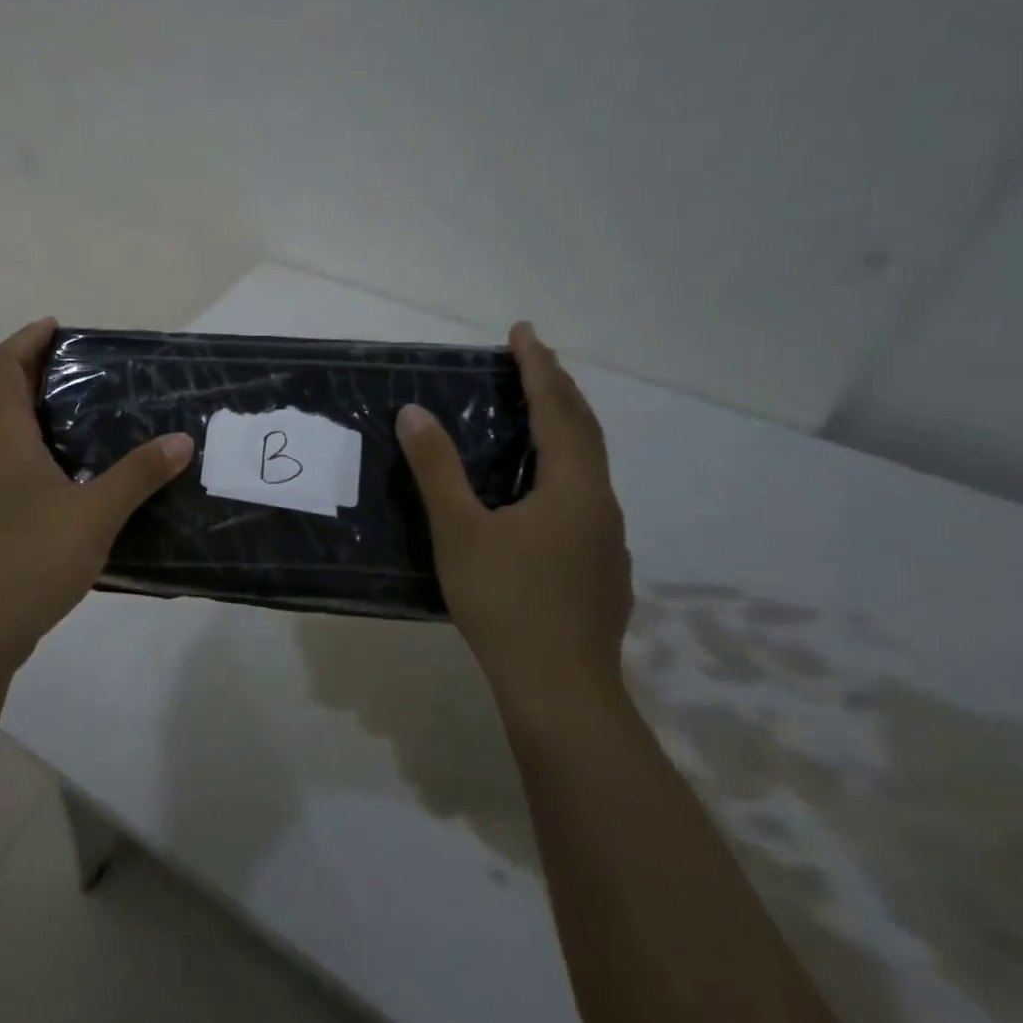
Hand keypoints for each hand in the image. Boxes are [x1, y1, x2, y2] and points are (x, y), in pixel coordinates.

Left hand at [0, 317, 195, 677]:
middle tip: (94, 372)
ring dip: (52, 421)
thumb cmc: (27, 560)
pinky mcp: (1, 525)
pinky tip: (92, 485)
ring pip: (20, 439)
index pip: (2, 366)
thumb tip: (181, 440)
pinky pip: (29, 475)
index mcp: (6, 440)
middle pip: (10, 398)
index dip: (26, 339)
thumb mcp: (94, 514)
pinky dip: (56, 462)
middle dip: (45, 375)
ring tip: (103, 423)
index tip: (59, 327)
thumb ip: (138, 476)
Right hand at [395, 322, 632, 720]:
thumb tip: (415, 412)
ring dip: (566, 429)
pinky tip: (540, 491)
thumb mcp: (459, 531)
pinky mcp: (602, 569)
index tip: (522, 331)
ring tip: (537, 413)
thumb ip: (437, 470)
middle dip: (559, 389)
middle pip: (584, 431)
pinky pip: (584, 497)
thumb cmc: (507, 603)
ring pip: (589, 466)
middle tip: (533, 359)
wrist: (562, 690)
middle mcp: (600, 505)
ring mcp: (607, 540)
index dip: (538, 367)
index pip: (557, 410)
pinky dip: (564, 468)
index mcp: (572, 489)